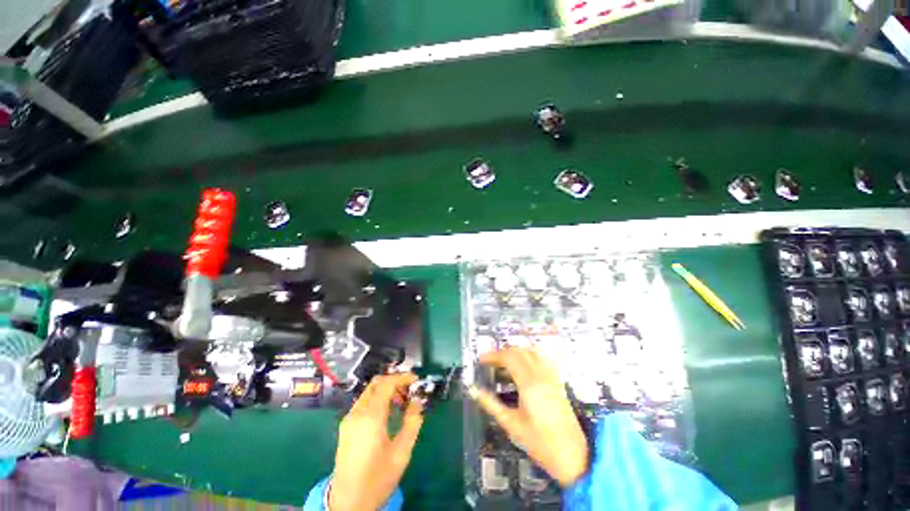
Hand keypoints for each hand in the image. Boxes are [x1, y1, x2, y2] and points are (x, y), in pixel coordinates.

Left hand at [329, 373, 423, 510]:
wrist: (348, 503)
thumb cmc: (377, 478)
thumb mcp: (401, 453)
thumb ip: (412, 422)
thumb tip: (417, 401)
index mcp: (370, 417)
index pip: (386, 384)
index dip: (402, 377)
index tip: (416, 380)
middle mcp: (357, 413)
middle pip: (376, 384)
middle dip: (394, 381)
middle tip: (408, 391)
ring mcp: (348, 419)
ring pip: (369, 392)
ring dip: (385, 390)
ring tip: (401, 403)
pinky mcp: (345, 427)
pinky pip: (363, 403)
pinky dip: (377, 399)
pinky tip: (387, 413)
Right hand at [468, 347, 588, 487]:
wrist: (573, 456)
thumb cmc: (540, 443)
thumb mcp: (511, 425)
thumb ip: (491, 405)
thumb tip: (474, 390)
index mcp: (529, 384)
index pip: (509, 357)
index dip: (493, 355)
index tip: (481, 360)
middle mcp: (541, 375)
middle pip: (519, 351)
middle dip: (502, 352)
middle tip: (490, 362)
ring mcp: (551, 377)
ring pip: (531, 352)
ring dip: (516, 352)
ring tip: (504, 363)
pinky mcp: (557, 382)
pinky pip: (541, 359)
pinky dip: (528, 356)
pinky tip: (522, 368)